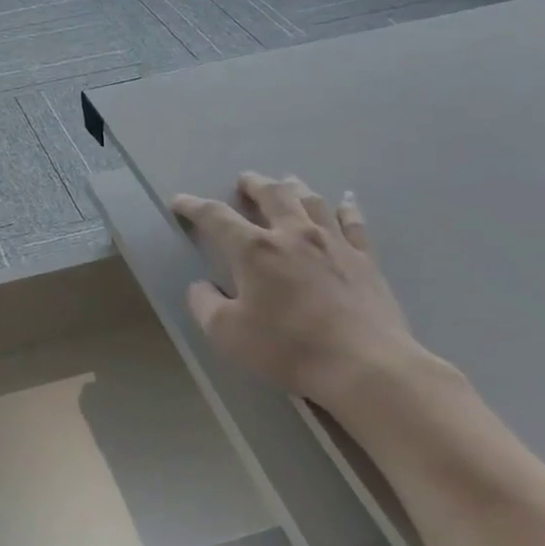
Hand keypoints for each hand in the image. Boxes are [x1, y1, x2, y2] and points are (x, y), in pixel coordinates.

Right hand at [171, 173, 429, 410]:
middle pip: (272, 195)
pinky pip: (353, 223)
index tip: (179, 201)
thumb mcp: (226, 333)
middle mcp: (293, 234)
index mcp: (255, 250)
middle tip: (244, 180)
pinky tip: (343, 202)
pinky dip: (344, 208)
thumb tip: (200, 286)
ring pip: (311, 201)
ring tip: (286, 183)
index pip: (216, 217)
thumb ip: (204, 304)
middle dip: (253, 184)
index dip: (194, 206)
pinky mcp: (365, 259)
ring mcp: (334, 243)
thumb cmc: (287, 348)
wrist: (364, 365)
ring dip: (294, 188)